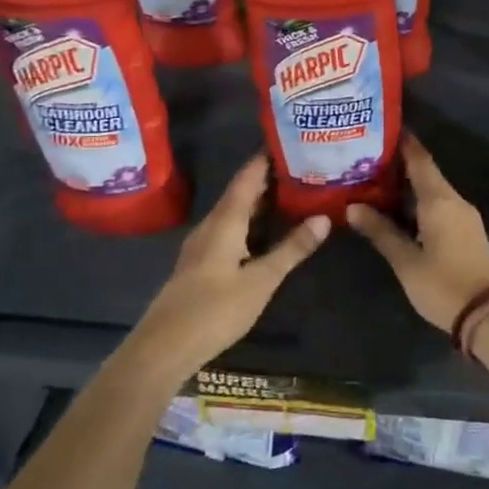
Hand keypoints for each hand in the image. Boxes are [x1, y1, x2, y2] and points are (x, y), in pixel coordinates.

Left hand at [132, 155, 329, 379]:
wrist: (163, 348)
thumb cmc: (214, 310)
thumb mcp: (261, 280)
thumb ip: (292, 249)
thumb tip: (324, 217)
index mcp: (224, 221)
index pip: (247, 178)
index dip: (266, 158)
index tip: (290, 140)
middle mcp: (211, 225)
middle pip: (241, 192)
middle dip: (268, 178)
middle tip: (302, 165)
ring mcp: (203, 245)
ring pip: (235, 212)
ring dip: (260, 200)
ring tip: (292, 191)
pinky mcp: (202, 263)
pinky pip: (230, 229)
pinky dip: (251, 221)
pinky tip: (267, 229)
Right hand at [347, 133, 488, 332]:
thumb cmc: (444, 285)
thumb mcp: (406, 261)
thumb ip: (381, 232)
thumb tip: (352, 207)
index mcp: (439, 200)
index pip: (419, 160)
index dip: (403, 142)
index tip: (383, 128)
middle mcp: (454, 200)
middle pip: (426, 173)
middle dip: (399, 164)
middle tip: (368, 158)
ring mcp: (465, 216)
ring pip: (433, 191)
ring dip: (409, 185)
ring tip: (377, 182)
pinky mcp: (468, 231)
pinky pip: (441, 205)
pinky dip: (420, 201)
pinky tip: (400, 209)